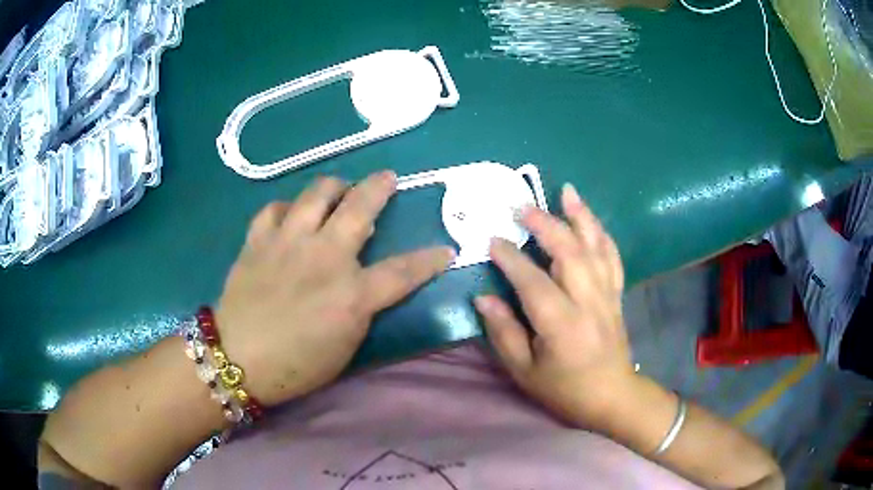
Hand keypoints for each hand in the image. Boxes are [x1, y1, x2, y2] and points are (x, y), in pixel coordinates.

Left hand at [216, 171, 454, 405]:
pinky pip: (275, 207)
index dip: (430, 259)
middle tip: (387, 179)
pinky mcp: (259, 239)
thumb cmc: (297, 365)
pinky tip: (290, 216)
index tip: (446, 250)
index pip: (404, 270)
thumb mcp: (345, 346)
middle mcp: (324, 257)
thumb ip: (362, 309)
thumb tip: (368, 283)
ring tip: (339, 189)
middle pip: (361, 206)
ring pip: (317, 192)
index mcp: (351, 294)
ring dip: (335, 186)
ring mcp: (288, 242)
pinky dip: (287, 208)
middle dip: (381, 187)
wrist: (237, 359)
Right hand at [474, 183, 635, 426]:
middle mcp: (588, 302)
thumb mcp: (524, 371)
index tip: (493, 240)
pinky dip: (601, 234)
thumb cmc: (564, 389)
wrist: (612, 396)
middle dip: (546, 225)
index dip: (511, 258)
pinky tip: (591, 219)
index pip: (533, 281)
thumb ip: (503, 332)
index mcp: (561, 325)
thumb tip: (483, 297)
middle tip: (522, 206)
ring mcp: (607, 295)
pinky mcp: (617, 294)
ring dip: (581, 217)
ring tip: (566, 191)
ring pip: (596, 248)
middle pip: (570, 253)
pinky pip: (612, 257)